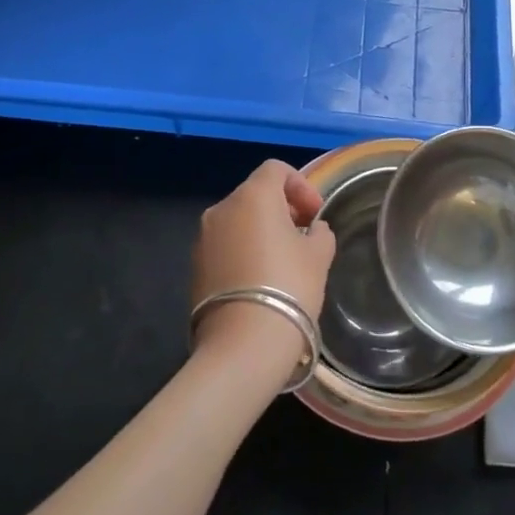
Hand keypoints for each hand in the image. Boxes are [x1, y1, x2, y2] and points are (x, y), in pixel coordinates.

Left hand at [192, 160, 336, 380]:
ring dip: (261, 230)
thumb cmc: (289, 287)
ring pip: (238, 220)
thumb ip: (319, 232)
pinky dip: (244, 250)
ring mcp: (203, 238)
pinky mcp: (195, 267)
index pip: (276, 169)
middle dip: (282, 208)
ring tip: (284, 260)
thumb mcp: (319, 255)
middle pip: (255, 194)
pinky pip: (225, 245)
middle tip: (304, 235)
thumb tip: (313, 230)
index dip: (300, 185)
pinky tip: (261, 279)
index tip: (315, 214)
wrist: (243, 344)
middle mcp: (222, 209)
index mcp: (253, 196)